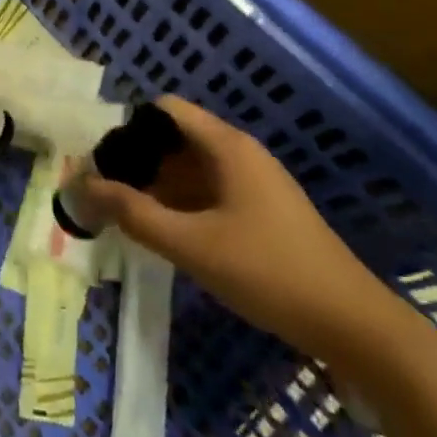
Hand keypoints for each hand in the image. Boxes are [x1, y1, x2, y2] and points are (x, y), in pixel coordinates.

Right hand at [75, 95, 395, 359]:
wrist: (354, 325)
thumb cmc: (268, 272)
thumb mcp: (192, 245)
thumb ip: (134, 213)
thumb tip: (82, 185)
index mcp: (226, 146)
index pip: (164, 110)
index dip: (129, 128)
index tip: (104, 161)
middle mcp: (240, 153)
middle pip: (176, 139)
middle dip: (139, 162)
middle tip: (107, 194)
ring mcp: (255, 182)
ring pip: (192, 168)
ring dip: (159, 186)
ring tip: (128, 216)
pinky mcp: (264, 211)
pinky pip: (211, 192)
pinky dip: (183, 204)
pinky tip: (167, 234)